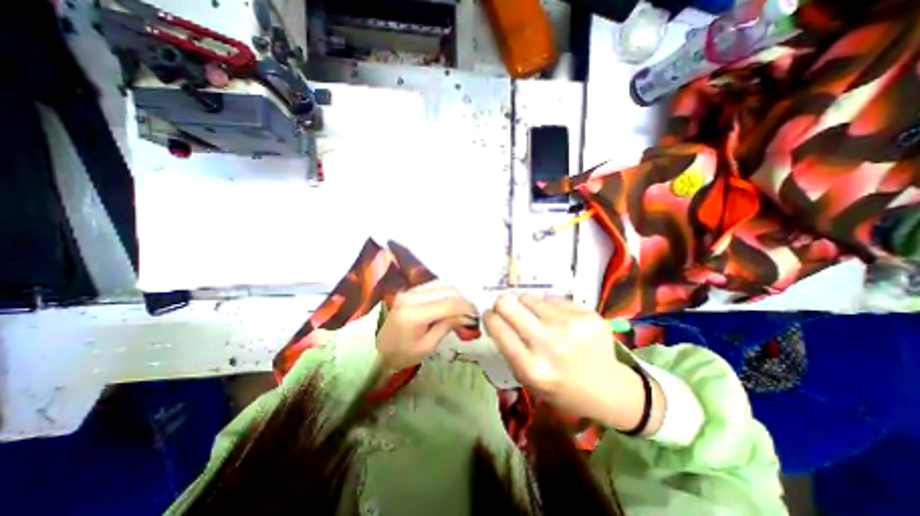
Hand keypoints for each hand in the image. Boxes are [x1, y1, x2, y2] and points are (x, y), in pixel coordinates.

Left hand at [377, 283, 478, 370]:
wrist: (377, 349)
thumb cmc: (402, 354)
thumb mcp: (428, 345)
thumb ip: (448, 326)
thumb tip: (468, 316)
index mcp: (414, 314)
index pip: (449, 304)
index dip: (466, 308)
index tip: (476, 317)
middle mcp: (412, 296)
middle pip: (447, 290)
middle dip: (463, 301)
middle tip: (471, 315)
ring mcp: (410, 291)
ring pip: (442, 285)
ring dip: (456, 296)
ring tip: (462, 311)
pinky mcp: (411, 290)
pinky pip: (435, 287)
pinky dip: (447, 294)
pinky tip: (451, 305)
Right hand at [482, 295, 661, 434]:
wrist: (609, 389)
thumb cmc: (562, 388)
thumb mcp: (528, 380)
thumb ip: (510, 350)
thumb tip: (496, 317)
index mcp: (532, 367)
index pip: (497, 327)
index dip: (489, 317)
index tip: (490, 315)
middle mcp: (550, 343)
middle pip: (509, 304)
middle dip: (502, 303)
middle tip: (506, 307)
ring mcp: (571, 325)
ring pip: (530, 297)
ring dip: (527, 305)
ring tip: (537, 317)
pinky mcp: (587, 314)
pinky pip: (553, 299)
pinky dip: (550, 308)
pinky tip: (560, 321)